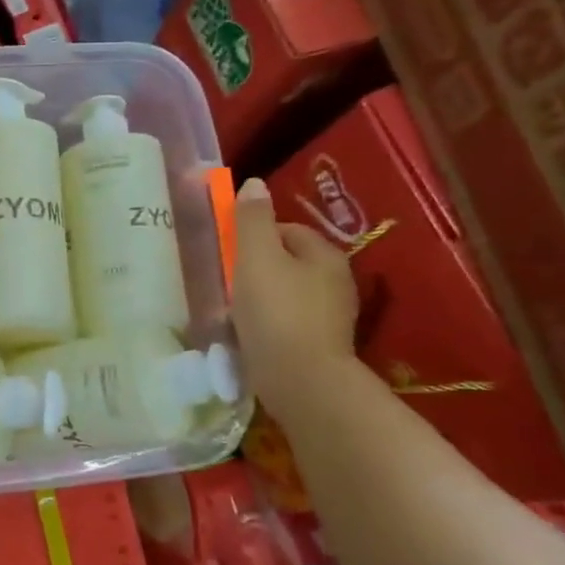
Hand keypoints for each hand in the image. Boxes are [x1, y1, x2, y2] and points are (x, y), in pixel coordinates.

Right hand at [231, 176, 359, 417]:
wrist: (302, 381)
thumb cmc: (276, 312)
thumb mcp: (256, 258)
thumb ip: (252, 220)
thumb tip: (255, 183)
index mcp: (325, 254)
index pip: (286, 229)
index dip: (253, 236)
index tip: (229, 254)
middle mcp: (337, 281)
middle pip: (287, 262)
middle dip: (256, 269)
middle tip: (227, 284)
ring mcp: (332, 316)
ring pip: (287, 294)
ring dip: (260, 299)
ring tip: (233, 313)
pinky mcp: (321, 345)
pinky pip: (288, 322)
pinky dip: (269, 324)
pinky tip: (249, 336)